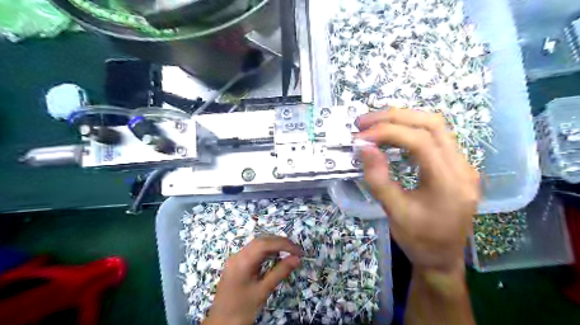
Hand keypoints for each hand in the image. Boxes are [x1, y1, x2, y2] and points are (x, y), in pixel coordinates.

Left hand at [203, 236, 303, 323]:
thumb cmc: (241, 310)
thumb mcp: (262, 291)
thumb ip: (280, 272)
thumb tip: (297, 258)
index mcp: (242, 260)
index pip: (266, 243)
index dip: (284, 244)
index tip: (299, 252)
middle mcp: (238, 255)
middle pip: (261, 241)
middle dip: (280, 243)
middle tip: (296, 251)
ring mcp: (235, 259)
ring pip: (257, 245)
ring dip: (273, 246)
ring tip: (289, 252)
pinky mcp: (236, 265)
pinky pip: (253, 252)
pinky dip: (266, 252)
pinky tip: (275, 257)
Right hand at [359, 108, 480, 271]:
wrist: (442, 258)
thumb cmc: (419, 240)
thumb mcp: (394, 213)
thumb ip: (379, 179)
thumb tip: (363, 147)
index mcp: (450, 183)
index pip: (420, 141)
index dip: (388, 132)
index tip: (360, 137)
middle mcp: (463, 167)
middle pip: (432, 124)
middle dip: (394, 117)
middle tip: (363, 122)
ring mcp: (463, 165)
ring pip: (435, 126)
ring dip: (402, 119)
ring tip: (373, 125)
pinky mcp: (456, 165)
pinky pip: (435, 136)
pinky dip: (409, 129)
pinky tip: (391, 135)